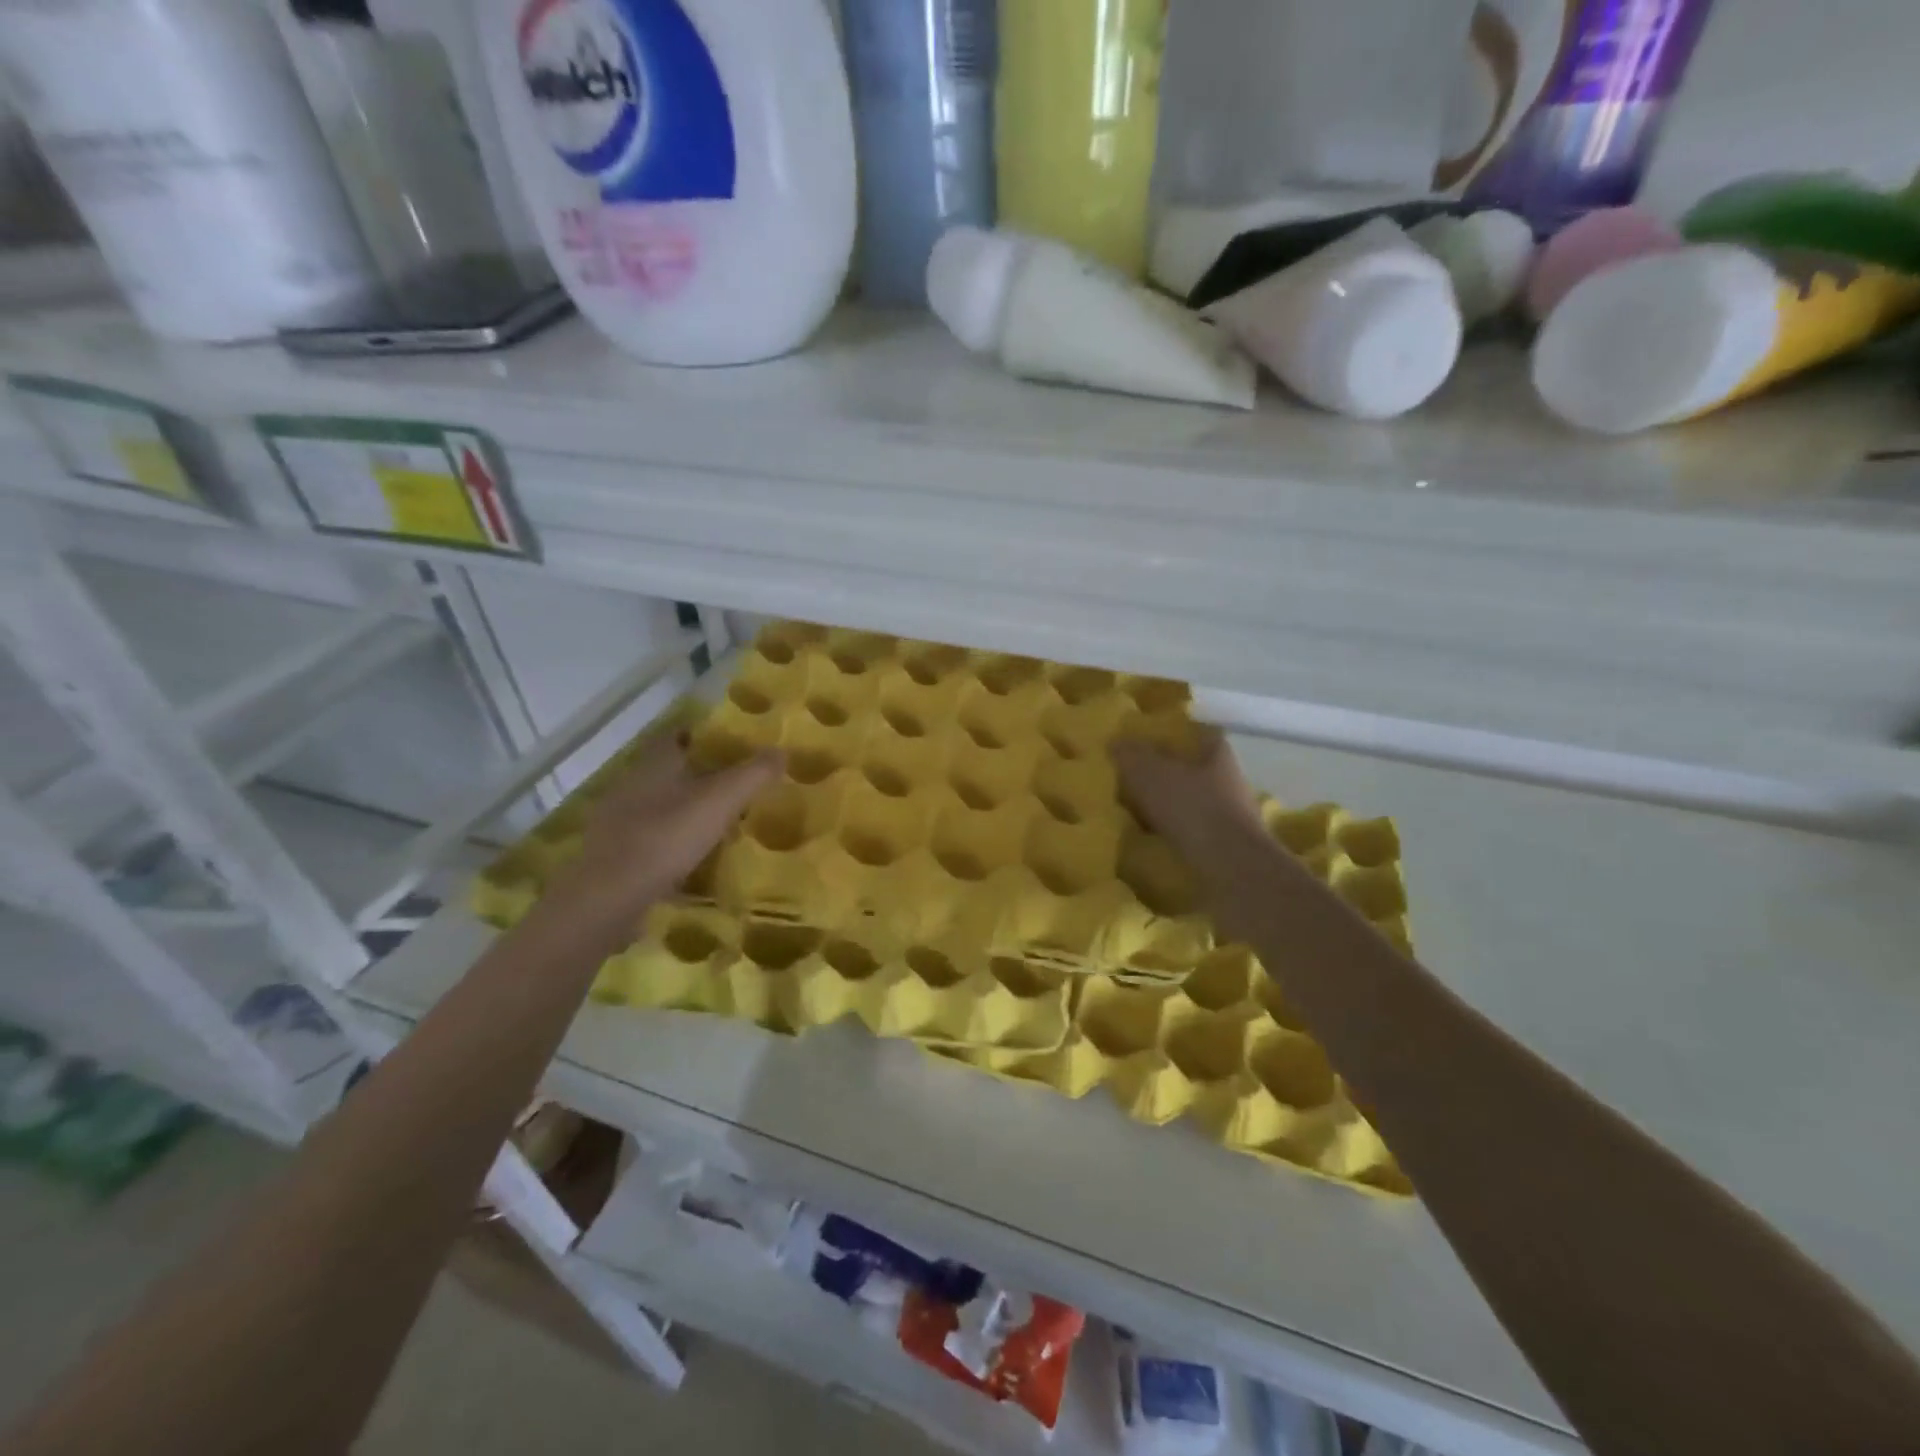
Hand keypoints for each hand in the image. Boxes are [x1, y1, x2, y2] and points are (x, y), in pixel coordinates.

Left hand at [549, 737, 782, 927]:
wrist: (609, 896)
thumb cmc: (667, 836)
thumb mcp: (722, 801)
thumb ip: (754, 774)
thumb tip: (781, 750)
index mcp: (654, 763)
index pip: (675, 735)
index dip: (701, 735)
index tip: (728, 745)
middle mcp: (630, 783)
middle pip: (666, 770)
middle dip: (695, 774)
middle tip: (731, 785)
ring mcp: (616, 820)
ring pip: (655, 803)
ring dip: (680, 808)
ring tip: (714, 822)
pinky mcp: (612, 853)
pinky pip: (646, 836)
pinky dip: (667, 839)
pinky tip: (688, 856)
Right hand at [1111, 728, 1266, 881]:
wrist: (1231, 869)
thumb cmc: (1192, 809)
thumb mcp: (1149, 774)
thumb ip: (1130, 755)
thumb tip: (1114, 742)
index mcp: (1215, 752)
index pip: (1191, 733)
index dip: (1165, 736)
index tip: (1138, 745)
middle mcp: (1227, 778)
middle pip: (1188, 769)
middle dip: (1160, 774)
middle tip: (1125, 781)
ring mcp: (1229, 814)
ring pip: (1188, 801)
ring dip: (1164, 806)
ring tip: (1131, 812)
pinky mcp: (1224, 845)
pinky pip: (1189, 831)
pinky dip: (1170, 833)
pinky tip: (1148, 839)